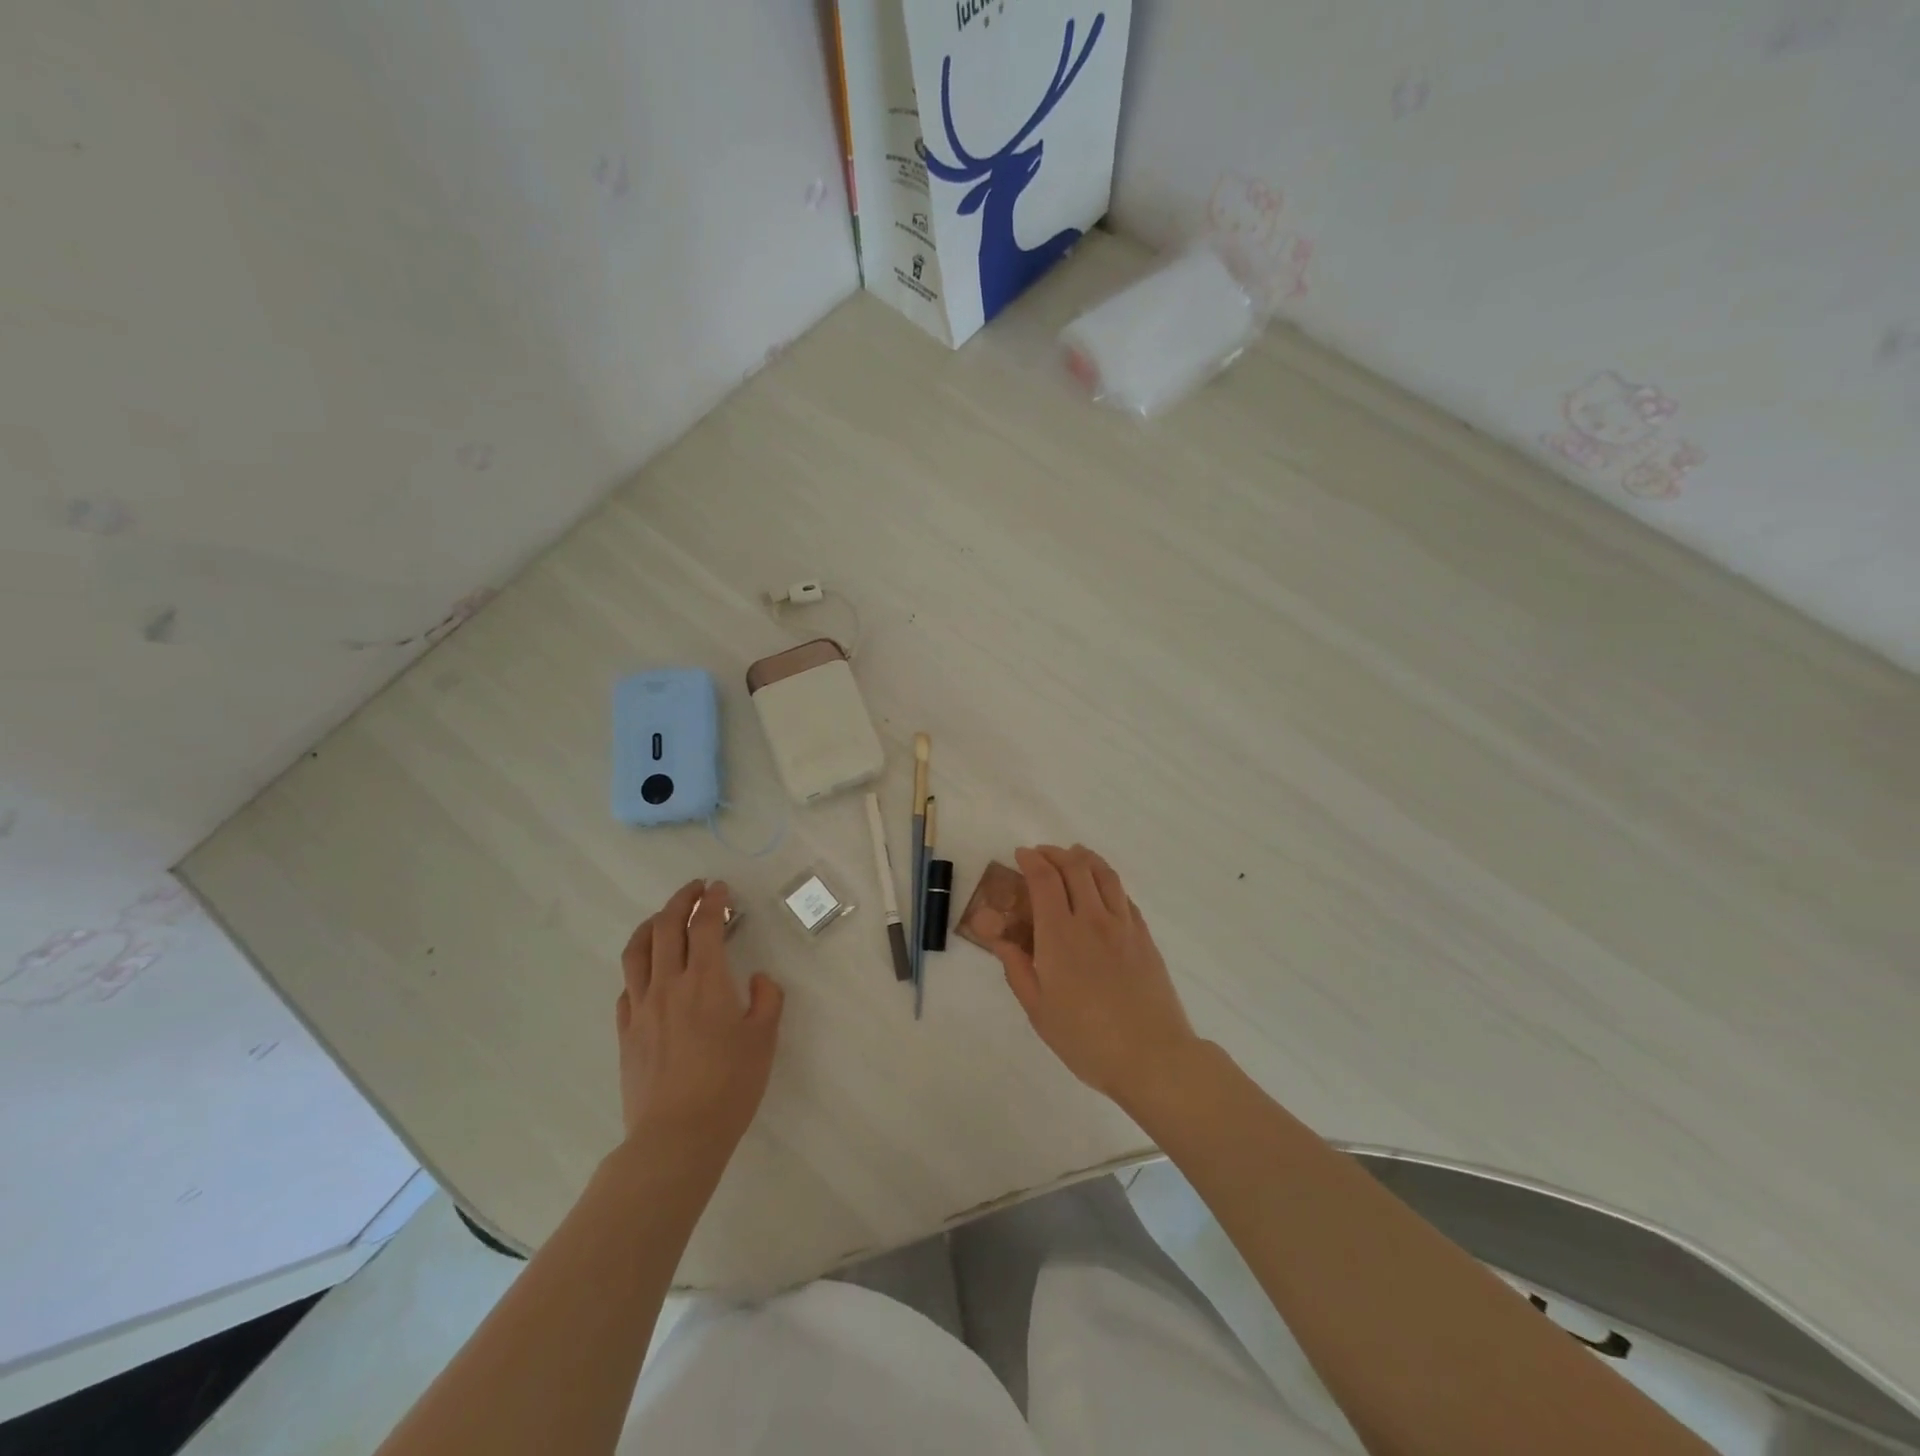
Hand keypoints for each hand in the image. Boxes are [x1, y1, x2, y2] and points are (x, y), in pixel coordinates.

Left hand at [616, 880, 783, 1150]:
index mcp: (706, 981)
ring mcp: (642, 1008)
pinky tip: (648, 972)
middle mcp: (669, 984)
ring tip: (663, 917)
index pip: (705, 925)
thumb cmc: (729, 1086)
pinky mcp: (625, 1032)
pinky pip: (627, 986)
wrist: (676, 1137)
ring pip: (637, 951)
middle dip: (681, 900)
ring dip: (651, 924)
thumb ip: (766, 1000)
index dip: (713, 901)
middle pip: (666, 927)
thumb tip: (757, 980)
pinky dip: (638, 966)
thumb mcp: (764, 1039)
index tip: (720, 889)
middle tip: (696, 890)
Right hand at [985, 846, 1199, 1105]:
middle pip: (1075, 867)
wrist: (1152, 1056)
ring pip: (1104, 874)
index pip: (1044, 879)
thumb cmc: (1086, 1039)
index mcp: (1060, 935)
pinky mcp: (1144, 937)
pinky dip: (1108, 882)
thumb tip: (997, 938)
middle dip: (1055, 853)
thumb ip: (1017, 968)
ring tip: (1073, 856)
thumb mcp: (1039, 1010)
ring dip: (1085, 858)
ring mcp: (1123, 925)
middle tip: (1041, 855)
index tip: (1021, 855)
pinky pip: (1124, 896)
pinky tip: (1102, 890)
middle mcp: (1092, 919)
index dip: (1031, 860)